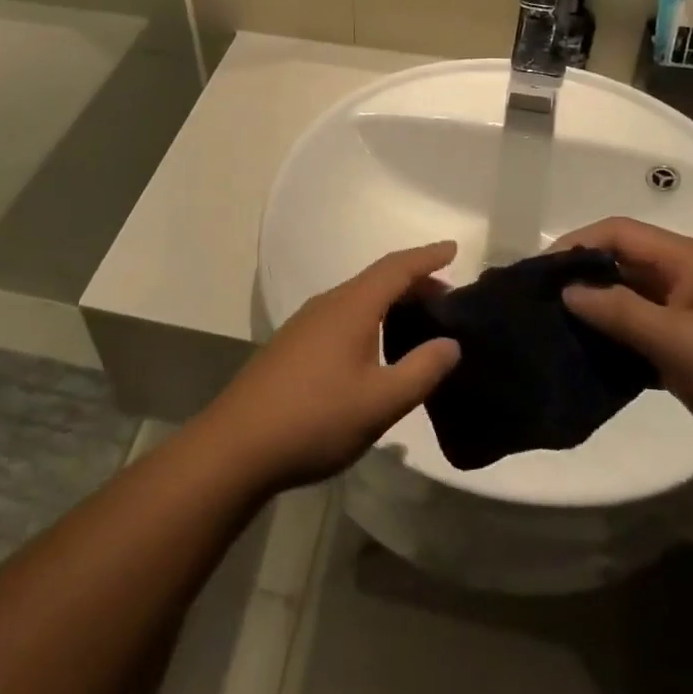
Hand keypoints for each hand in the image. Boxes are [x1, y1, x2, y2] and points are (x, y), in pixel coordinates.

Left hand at [195, 243, 461, 491]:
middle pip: (377, 279)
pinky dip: (370, 317)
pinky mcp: (294, 344)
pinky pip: (343, 314)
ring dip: (390, 301)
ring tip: (417, 320)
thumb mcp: (380, 402)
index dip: (427, 256)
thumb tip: (451, 343)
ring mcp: (306, 323)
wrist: (238, 445)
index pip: (396, 268)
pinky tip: (375, 347)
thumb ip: (421, 370)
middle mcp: (328, 304)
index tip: (454, 248)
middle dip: (413, 280)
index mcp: (351, 307)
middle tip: (446, 297)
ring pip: (358, 298)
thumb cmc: (316, 418)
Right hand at [555, 218, 692, 469]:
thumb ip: (621, 313)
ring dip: (595, 314)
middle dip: (580, 279)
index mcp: (687, 261)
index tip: (538, 274)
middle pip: (620, 264)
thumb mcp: (682, 342)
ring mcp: (690, 318)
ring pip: (628, 303)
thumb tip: (568, 291)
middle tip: (536, 307)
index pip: (617, 233)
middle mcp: (684, 280)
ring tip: (552, 334)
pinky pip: (642, 337)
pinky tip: (588, 363)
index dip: (576, 244)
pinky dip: (616, 344)